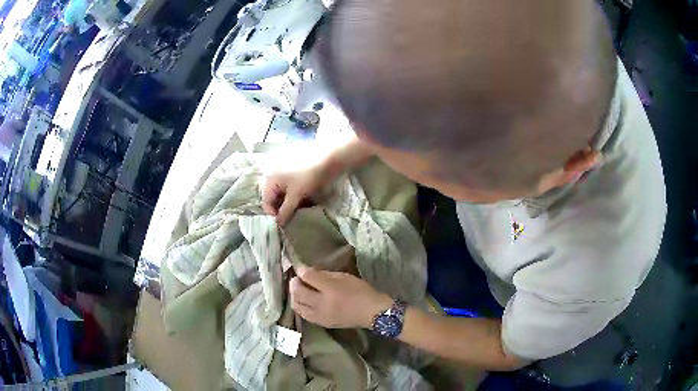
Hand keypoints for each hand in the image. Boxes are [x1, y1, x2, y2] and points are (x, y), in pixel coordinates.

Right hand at [261, 162, 331, 225]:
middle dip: (282, 209)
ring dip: (290, 204)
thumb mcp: (295, 195)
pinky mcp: (297, 174)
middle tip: (292, 218)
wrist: (327, 160)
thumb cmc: (307, 176)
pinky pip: (292, 189)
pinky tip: (305, 201)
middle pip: (275, 198)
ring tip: (300, 210)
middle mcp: (275, 176)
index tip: (283, 223)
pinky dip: (296, 196)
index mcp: (271, 179)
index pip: (266, 201)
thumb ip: (285, 211)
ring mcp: (286, 174)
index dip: (273, 213)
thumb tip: (279, 224)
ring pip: (284, 194)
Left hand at [290, 265, 392, 328]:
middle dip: (294, 283)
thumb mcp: (344, 277)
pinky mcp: (322, 324)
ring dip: (294, 296)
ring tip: (299, 291)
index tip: (299, 267)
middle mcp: (323, 303)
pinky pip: (304, 314)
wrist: (372, 313)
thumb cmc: (360, 291)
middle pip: (298, 292)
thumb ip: (325, 274)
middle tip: (296, 279)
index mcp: (331, 289)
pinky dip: (300, 306)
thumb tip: (308, 272)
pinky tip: (304, 302)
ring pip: (297, 305)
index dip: (301, 271)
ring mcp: (321, 316)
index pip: (309, 277)